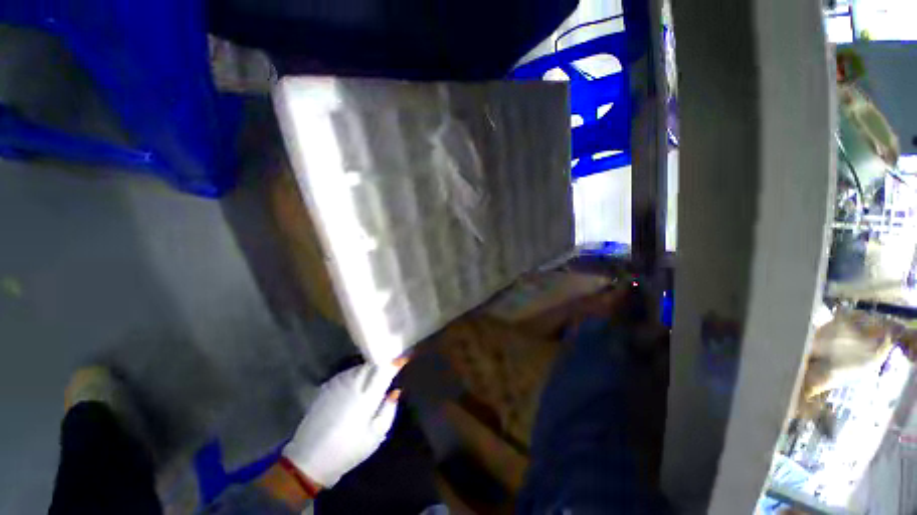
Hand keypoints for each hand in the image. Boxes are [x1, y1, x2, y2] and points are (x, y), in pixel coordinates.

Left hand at [282, 363, 399, 487]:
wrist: (310, 458)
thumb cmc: (349, 449)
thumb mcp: (376, 435)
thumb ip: (389, 409)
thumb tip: (395, 391)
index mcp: (367, 395)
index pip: (385, 369)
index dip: (396, 362)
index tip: (405, 358)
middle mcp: (353, 383)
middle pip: (373, 364)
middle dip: (383, 364)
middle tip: (390, 369)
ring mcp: (338, 383)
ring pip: (360, 367)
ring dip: (370, 369)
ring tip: (375, 377)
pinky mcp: (327, 386)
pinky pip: (348, 372)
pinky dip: (356, 374)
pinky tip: (357, 385)